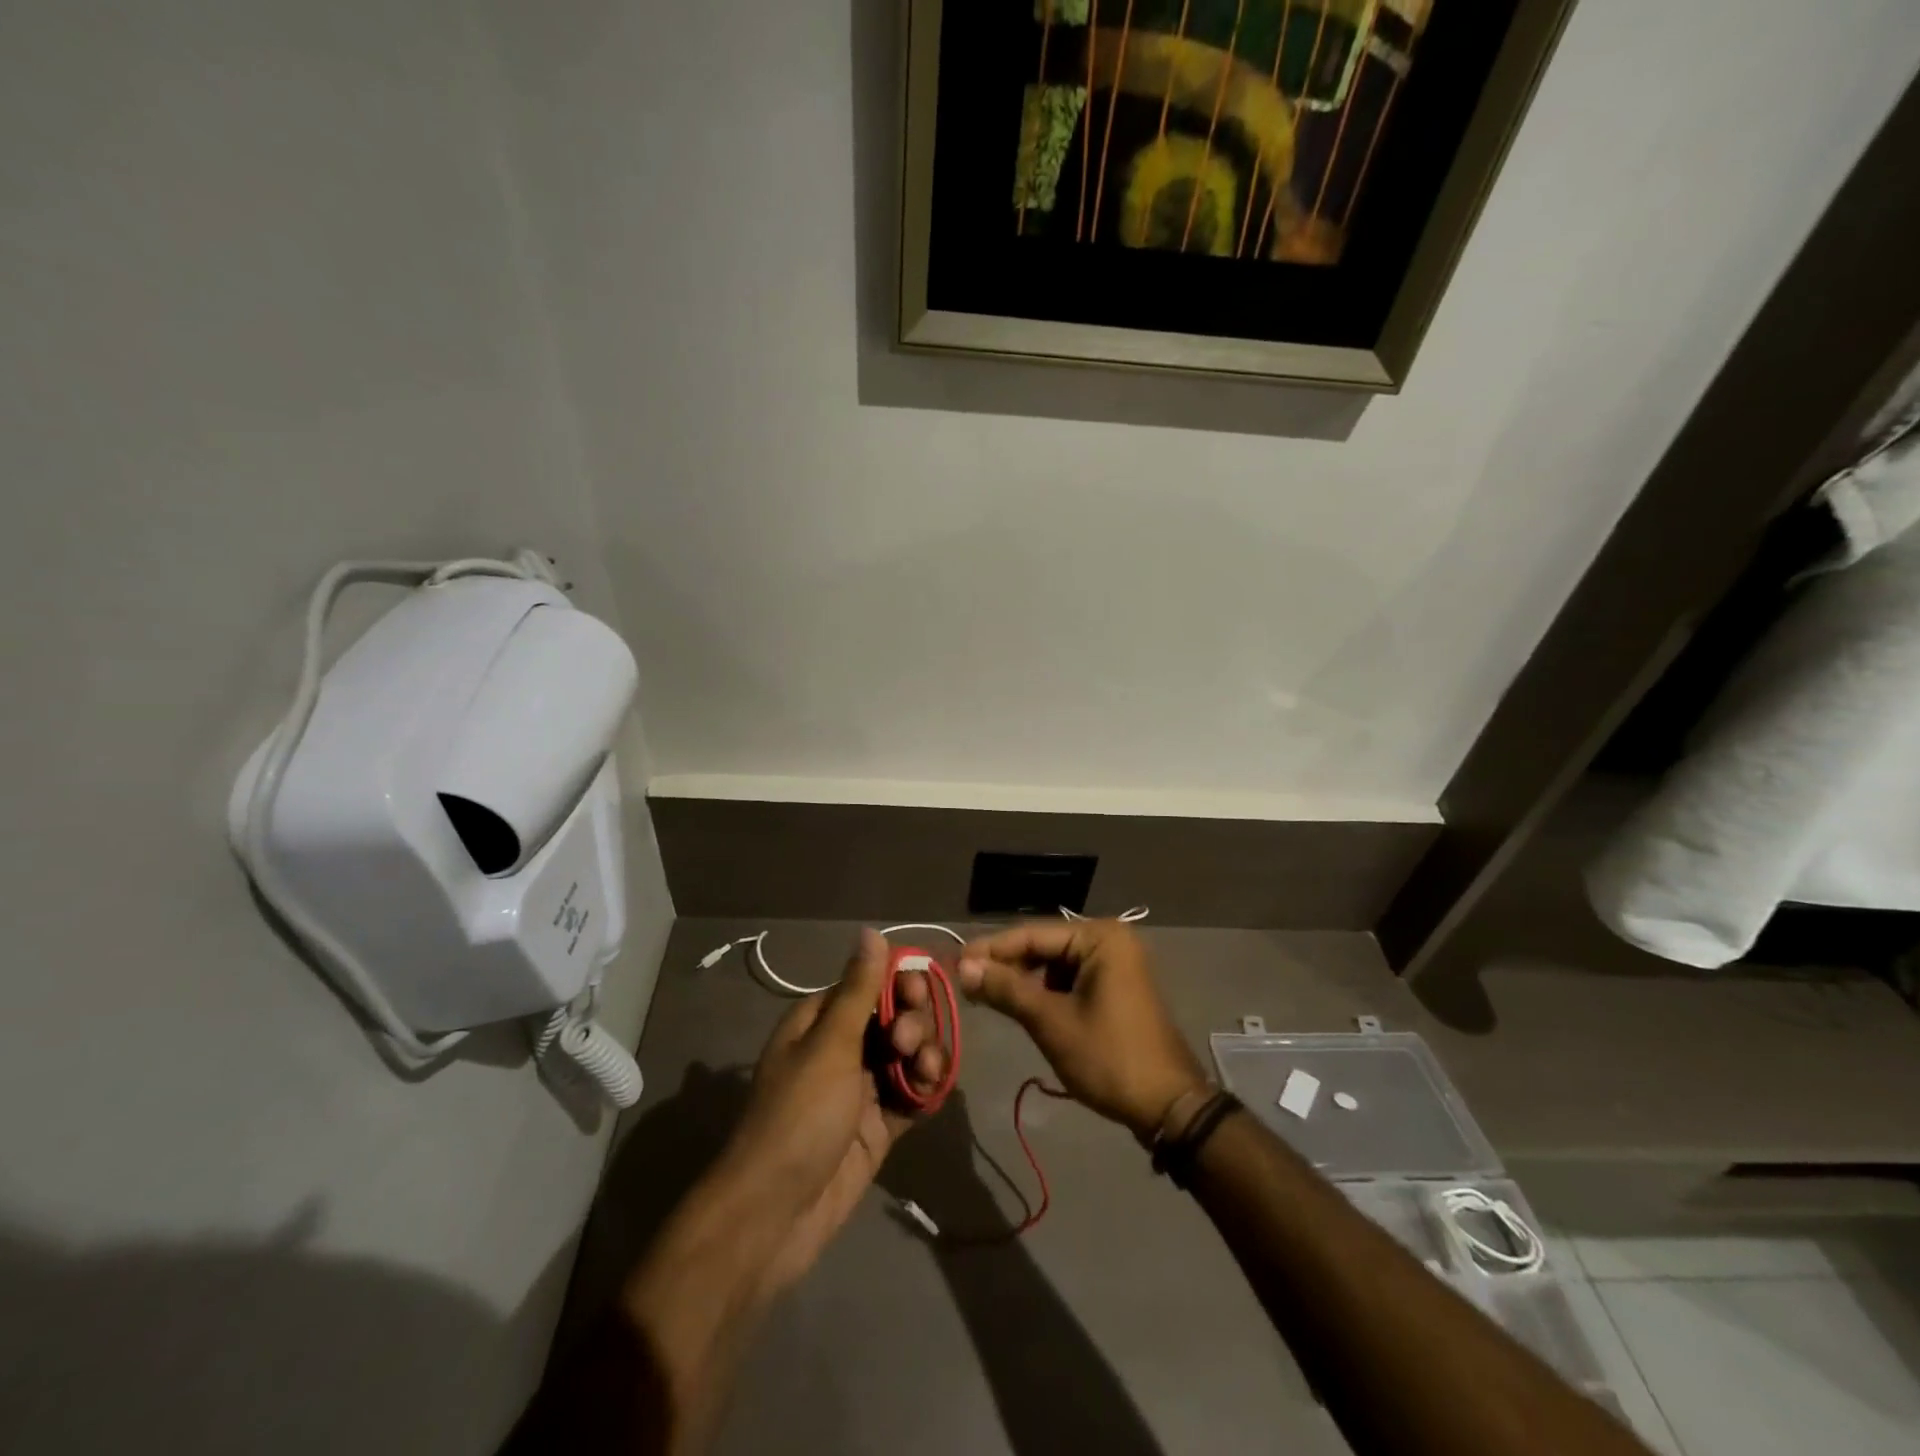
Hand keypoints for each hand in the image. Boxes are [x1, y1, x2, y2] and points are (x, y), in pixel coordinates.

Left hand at [717, 928, 946, 1295]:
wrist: (775, 1215)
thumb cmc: (798, 1116)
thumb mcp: (830, 1045)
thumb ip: (859, 989)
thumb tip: (870, 931)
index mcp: (822, 1020)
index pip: (871, 982)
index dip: (900, 982)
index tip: (916, 993)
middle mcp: (843, 1047)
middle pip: (896, 1015)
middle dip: (912, 1022)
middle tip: (906, 1044)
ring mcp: (862, 1087)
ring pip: (910, 1054)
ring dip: (925, 1055)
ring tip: (923, 1074)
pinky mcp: (879, 1125)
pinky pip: (913, 1094)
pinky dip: (926, 1089)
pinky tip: (931, 1092)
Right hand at [958, 921, 1205, 1139]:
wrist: (1168, 1107)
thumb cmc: (1109, 1058)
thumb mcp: (1051, 1022)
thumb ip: (1006, 989)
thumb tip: (964, 967)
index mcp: (1100, 938)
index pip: (1032, 934)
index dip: (990, 949)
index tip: (954, 961)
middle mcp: (1109, 940)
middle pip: (1044, 946)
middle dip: (1005, 965)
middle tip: (965, 981)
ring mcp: (1116, 964)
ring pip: (1054, 965)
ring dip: (1022, 980)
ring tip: (985, 995)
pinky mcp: (1115, 987)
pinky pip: (1070, 980)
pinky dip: (1044, 992)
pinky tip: (1018, 1005)